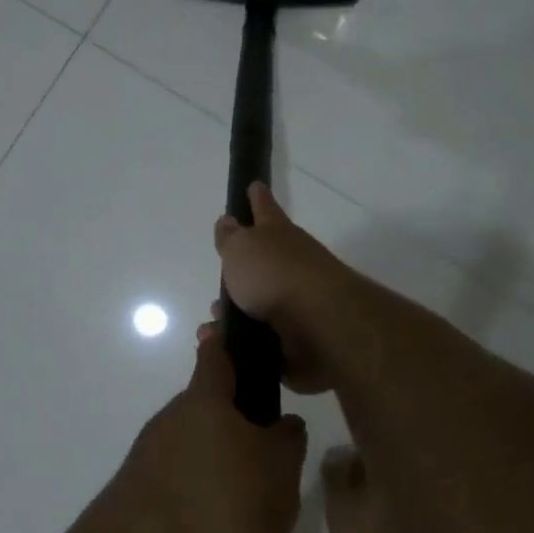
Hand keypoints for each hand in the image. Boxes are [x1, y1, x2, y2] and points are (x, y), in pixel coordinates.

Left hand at [107, 331, 308, 532]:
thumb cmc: (221, 497)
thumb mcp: (278, 467)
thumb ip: (286, 441)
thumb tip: (281, 425)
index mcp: (204, 404)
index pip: (215, 356)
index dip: (225, 340)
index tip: (224, 325)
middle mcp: (173, 429)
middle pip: (215, 427)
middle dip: (248, 454)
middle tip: (281, 484)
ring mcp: (155, 473)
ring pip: (211, 484)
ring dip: (244, 515)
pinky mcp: (146, 517)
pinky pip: (198, 524)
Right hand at [213, 183, 348, 393]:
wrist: (319, 326)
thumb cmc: (275, 276)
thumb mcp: (241, 248)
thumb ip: (231, 237)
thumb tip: (228, 221)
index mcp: (278, 236)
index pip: (264, 209)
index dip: (257, 198)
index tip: (254, 185)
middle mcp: (292, 265)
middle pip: (264, 262)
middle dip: (242, 271)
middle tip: (220, 281)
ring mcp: (298, 302)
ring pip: (260, 305)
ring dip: (237, 313)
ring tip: (214, 324)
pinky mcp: (298, 338)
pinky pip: (263, 339)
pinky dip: (246, 342)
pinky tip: (227, 347)